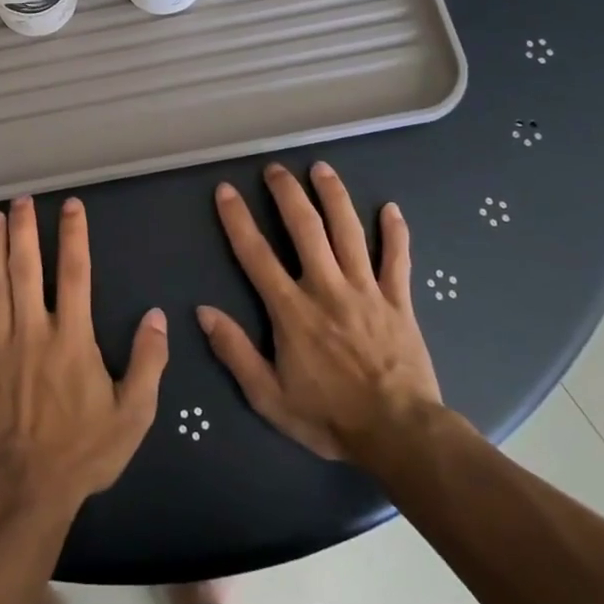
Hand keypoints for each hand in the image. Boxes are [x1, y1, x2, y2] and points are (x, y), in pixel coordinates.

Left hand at [0, 196, 168, 512]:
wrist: (28, 488)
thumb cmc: (84, 451)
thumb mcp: (133, 413)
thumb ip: (148, 361)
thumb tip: (156, 317)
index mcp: (72, 337)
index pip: (75, 273)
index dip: (74, 235)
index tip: (71, 205)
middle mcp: (33, 330)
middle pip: (26, 268)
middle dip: (24, 230)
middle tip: (21, 200)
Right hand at [198, 162, 442, 460]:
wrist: (400, 435)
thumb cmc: (329, 417)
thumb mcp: (268, 396)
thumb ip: (235, 352)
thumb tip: (203, 312)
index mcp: (292, 310)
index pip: (257, 255)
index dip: (238, 219)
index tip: (226, 190)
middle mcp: (327, 288)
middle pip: (306, 229)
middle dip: (288, 193)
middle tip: (275, 168)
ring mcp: (367, 290)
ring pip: (349, 232)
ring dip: (334, 196)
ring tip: (321, 168)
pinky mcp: (399, 301)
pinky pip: (397, 258)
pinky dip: (395, 232)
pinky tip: (390, 207)